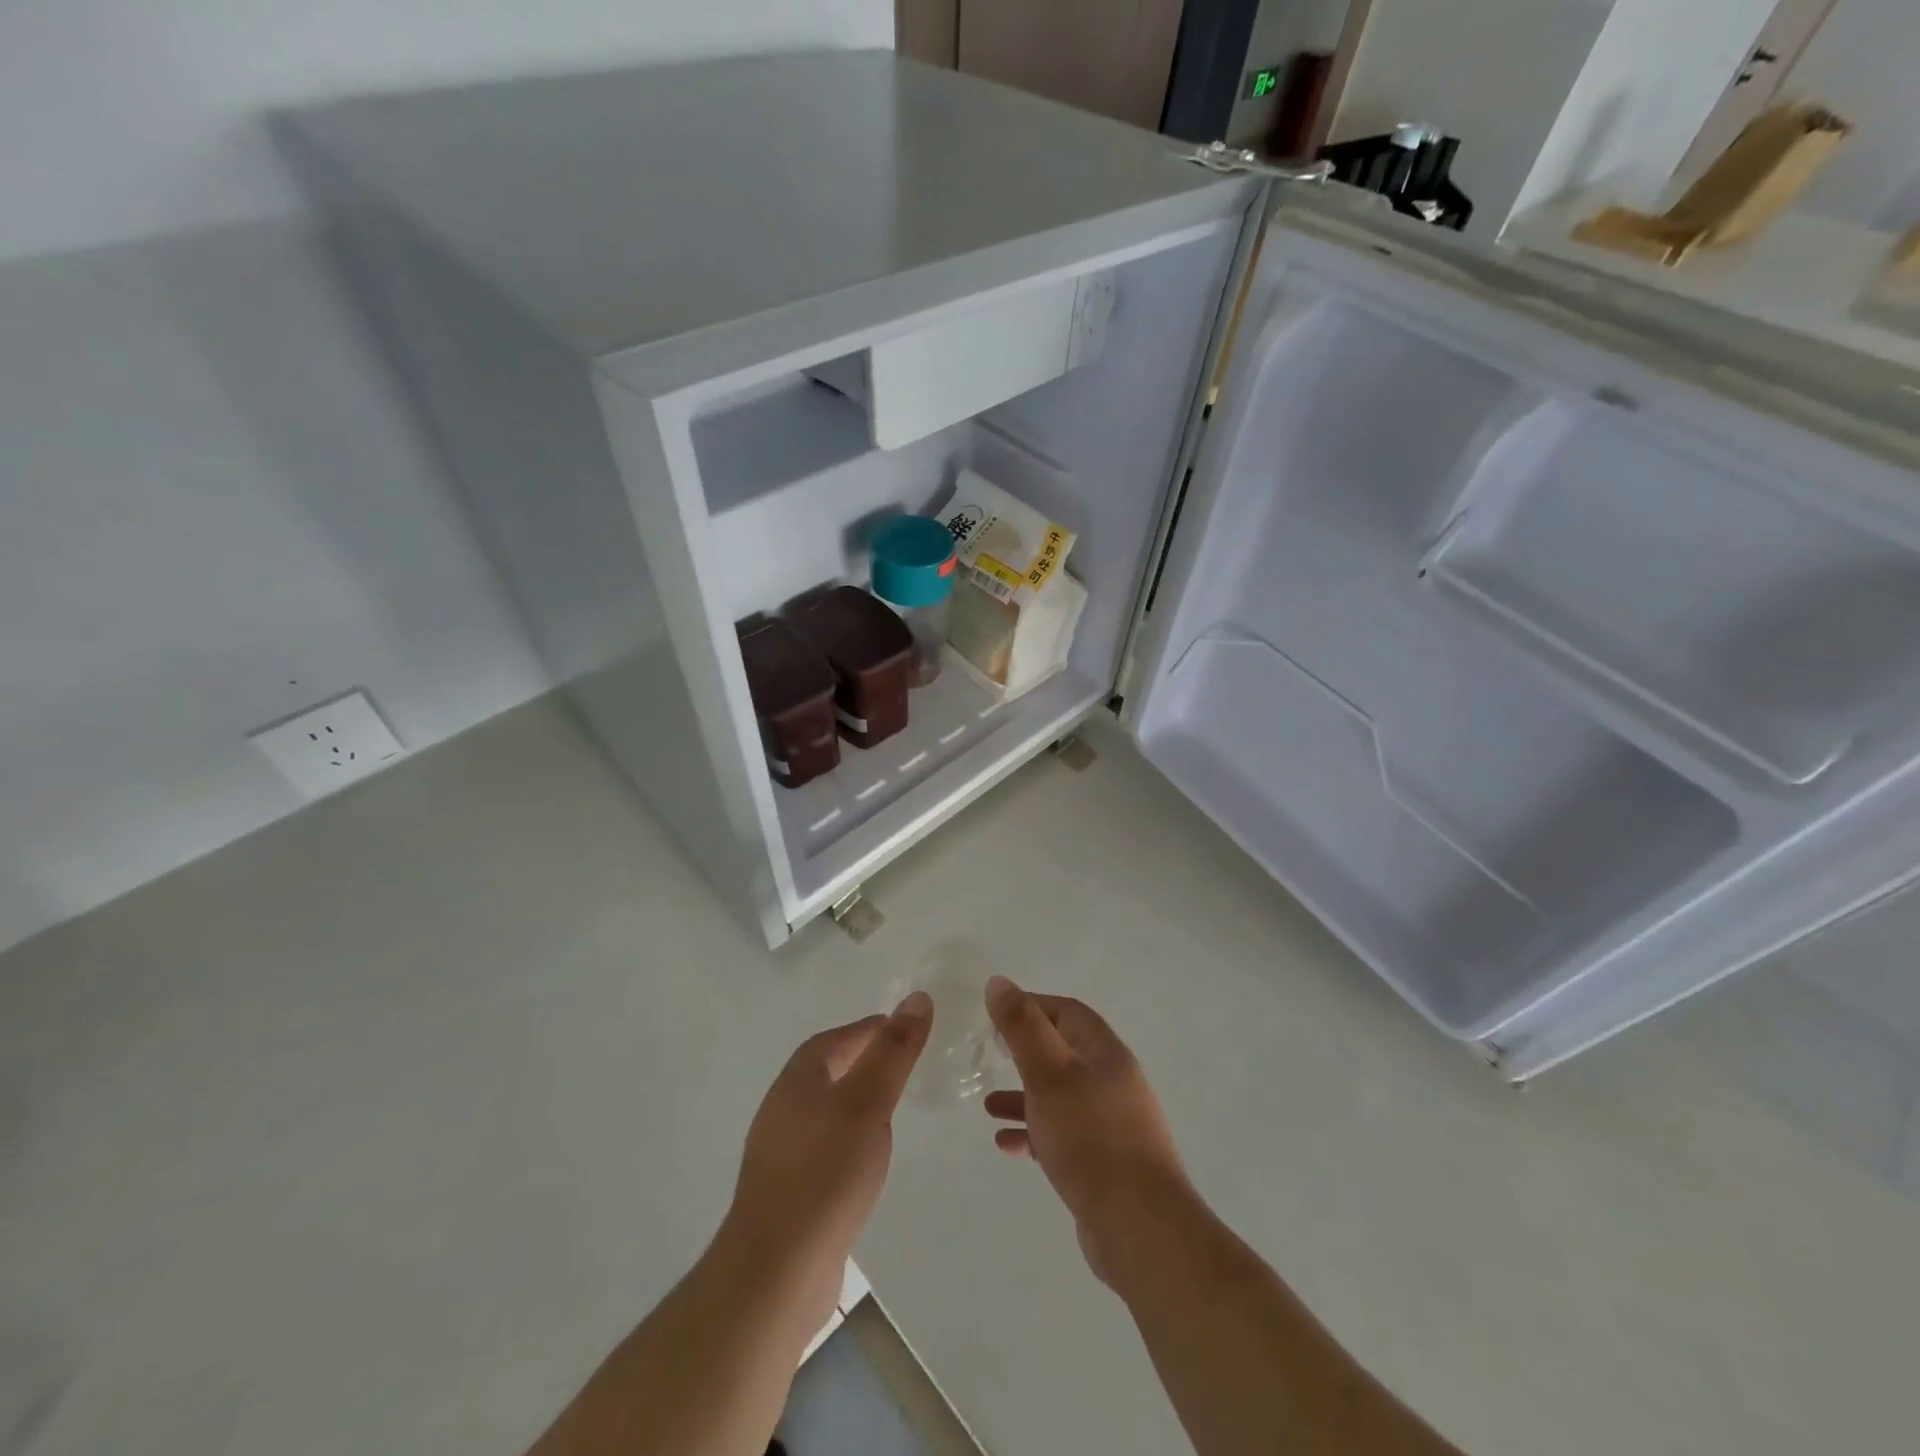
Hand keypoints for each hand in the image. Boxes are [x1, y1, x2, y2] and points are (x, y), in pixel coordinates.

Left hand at [718, 993, 932, 1333]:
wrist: (776, 1271)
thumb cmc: (826, 1173)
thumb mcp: (869, 1103)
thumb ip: (894, 1051)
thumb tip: (917, 997)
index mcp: (798, 1079)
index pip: (838, 1038)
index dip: (872, 1030)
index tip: (906, 1031)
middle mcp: (782, 1106)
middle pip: (828, 1069)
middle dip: (864, 1061)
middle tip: (903, 1066)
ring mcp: (780, 1150)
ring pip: (825, 1108)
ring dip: (855, 1100)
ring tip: (890, 1110)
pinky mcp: (786, 1188)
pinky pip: (822, 1145)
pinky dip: (847, 1138)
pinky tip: (864, 1160)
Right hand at [983, 976, 1190, 1284]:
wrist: (1140, 1227)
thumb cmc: (1090, 1138)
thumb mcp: (1048, 1074)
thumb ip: (1022, 1027)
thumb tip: (999, 982)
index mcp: (1106, 1054)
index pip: (1068, 1012)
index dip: (1032, 1006)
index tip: (995, 1016)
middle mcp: (1113, 1082)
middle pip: (1064, 1053)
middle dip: (1025, 1053)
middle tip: (990, 1056)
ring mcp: (1112, 1124)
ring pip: (1061, 1097)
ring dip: (1024, 1097)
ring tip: (987, 1107)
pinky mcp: (1106, 1162)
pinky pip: (1064, 1135)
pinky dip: (1035, 1133)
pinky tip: (1008, 1145)